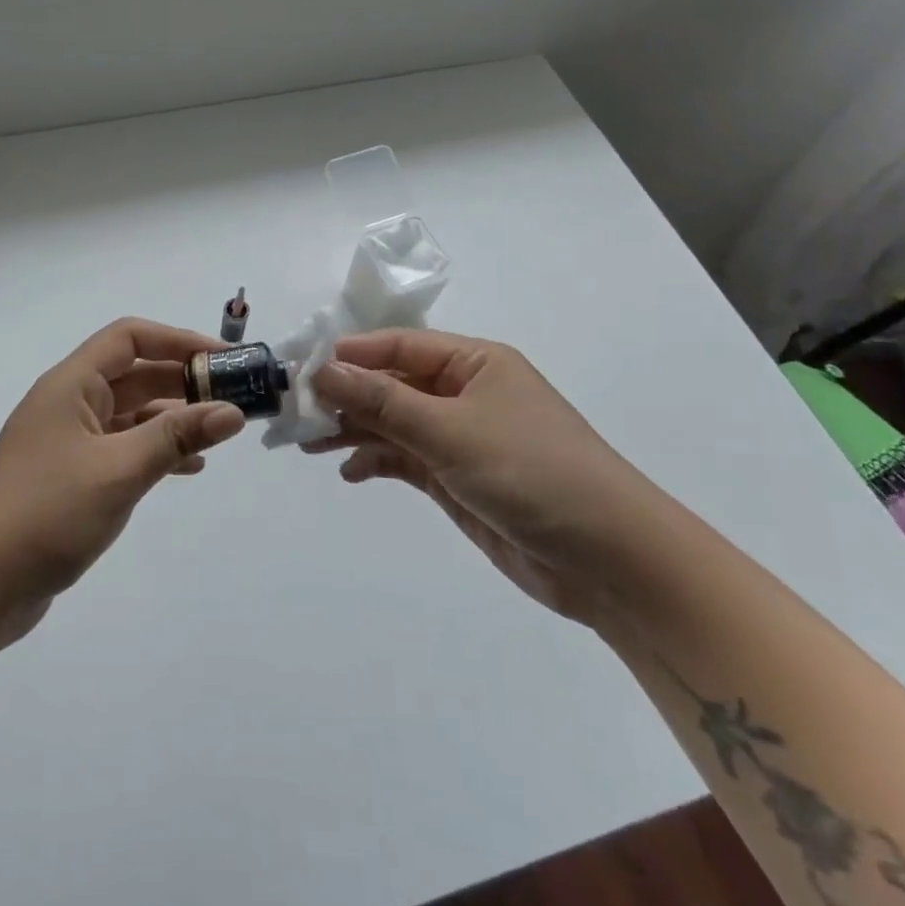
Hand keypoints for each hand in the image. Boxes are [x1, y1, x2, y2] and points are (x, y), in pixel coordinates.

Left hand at [0, 318, 244, 648]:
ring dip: (172, 418)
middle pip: (134, 374)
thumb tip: (232, 411)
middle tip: (232, 398)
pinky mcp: (70, 476)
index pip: (130, 338)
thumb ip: (176, 438)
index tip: (222, 361)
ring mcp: (68, 441)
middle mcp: (69, 403)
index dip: (178, 341)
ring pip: (130, 414)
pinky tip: (186, 469)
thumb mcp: (119, 470)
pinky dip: (154, 451)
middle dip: (183, 382)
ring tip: (218, 433)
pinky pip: (121, 448)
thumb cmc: (47, 512)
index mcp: (72, 384)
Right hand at [307, 330, 672, 621]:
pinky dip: (376, 462)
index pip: (399, 345)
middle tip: (296, 413)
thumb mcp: (451, 431)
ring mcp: (461, 438)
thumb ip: (383, 402)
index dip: (351, 354)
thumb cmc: (532, 472)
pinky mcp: (458, 479)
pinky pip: (405, 460)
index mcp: (474, 363)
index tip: (302, 368)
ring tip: (309, 444)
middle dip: (346, 396)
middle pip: (392, 384)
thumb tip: (323, 370)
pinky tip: (349, 472)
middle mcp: (465, 393)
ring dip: (354, 431)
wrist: (609, 560)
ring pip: (393, 423)